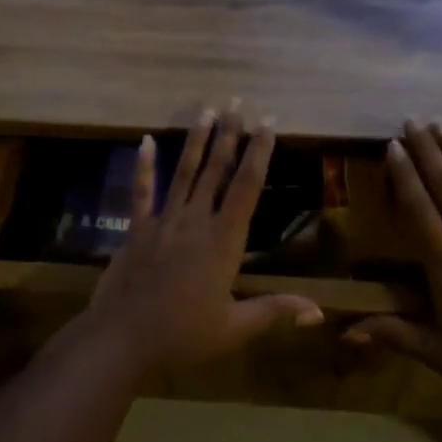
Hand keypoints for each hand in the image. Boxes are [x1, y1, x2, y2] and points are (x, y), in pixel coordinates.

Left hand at [85, 101, 323, 378]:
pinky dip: (143, 167)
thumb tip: (319, 312)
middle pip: (216, 170)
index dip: (259, 152)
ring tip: (206, 111)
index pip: (247, 186)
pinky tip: (143, 141)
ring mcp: (163, 222)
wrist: (122, 341)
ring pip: (184, 172)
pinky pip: (141, 192)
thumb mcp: (234, 329)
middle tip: (237, 101)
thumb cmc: (183, 336)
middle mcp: (196, 221)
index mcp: (224, 241)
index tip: (268, 122)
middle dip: (230, 134)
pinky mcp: (137, 230)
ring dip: (196, 141)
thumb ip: (275, 311)